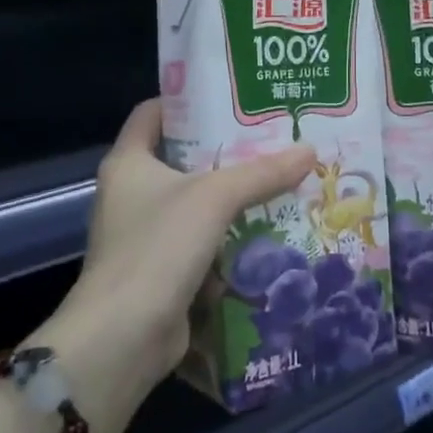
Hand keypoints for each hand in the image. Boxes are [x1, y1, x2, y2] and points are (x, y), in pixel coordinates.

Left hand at [34, 101, 313, 432]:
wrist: (123, 337)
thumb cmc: (158, 247)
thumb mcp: (214, 198)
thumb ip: (261, 173)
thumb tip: (309, 150)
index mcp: (128, 162)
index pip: (154, 112)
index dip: (188, 99)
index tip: (232, 95)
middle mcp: (129, 193)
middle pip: (180, 157)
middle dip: (224, 150)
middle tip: (271, 137)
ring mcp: (143, 234)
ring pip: (194, 202)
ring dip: (231, 195)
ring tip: (278, 178)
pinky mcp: (160, 270)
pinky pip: (199, 240)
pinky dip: (228, 234)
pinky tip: (267, 229)